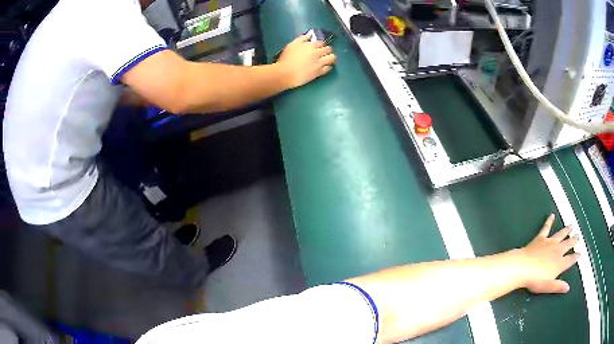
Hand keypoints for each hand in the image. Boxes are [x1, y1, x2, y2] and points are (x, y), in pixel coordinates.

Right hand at [276, 34, 336, 88]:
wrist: (285, 73)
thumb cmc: (286, 58)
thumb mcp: (292, 45)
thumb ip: (302, 38)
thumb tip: (310, 35)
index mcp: (310, 45)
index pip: (321, 42)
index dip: (321, 44)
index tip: (319, 46)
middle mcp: (317, 53)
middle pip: (328, 49)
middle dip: (328, 50)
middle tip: (325, 52)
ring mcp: (319, 63)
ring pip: (332, 58)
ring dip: (331, 57)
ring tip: (328, 59)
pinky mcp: (319, 72)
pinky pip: (328, 68)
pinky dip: (328, 66)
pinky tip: (326, 66)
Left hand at [516, 214, 579, 293]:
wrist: (523, 267)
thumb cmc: (535, 280)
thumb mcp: (548, 286)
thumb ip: (558, 286)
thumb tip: (567, 288)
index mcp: (560, 263)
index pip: (570, 260)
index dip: (576, 257)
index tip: (580, 253)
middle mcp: (558, 250)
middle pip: (568, 244)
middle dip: (574, 240)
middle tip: (578, 235)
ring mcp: (550, 242)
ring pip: (561, 234)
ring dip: (567, 230)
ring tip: (571, 225)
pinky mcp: (541, 238)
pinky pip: (546, 227)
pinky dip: (549, 221)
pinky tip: (552, 215)